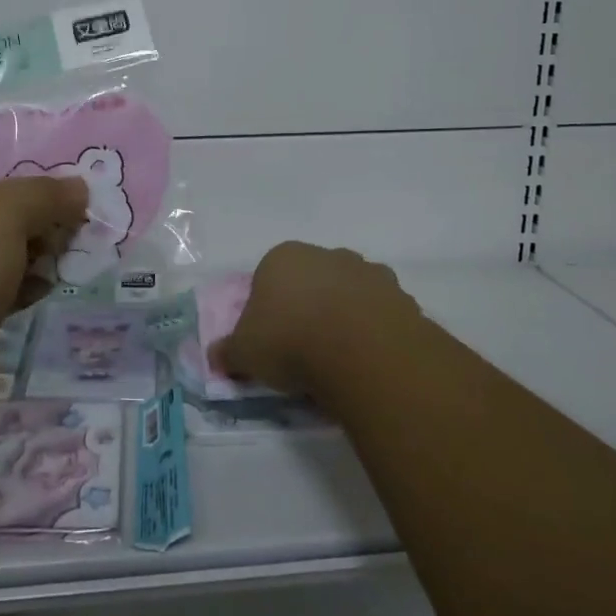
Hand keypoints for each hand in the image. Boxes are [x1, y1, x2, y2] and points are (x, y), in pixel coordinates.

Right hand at [209, 242, 420, 400]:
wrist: (361, 351)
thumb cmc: (291, 341)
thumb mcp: (245, 353)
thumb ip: (228, 352)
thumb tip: (216, 356)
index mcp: (284, 257)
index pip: (268, 277)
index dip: (267, 309)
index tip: (270, 340)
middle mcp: (327, 255)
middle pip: (311, 281)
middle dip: (308, 308)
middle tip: (304, 349)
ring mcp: (367, 272)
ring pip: (348, 293)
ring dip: (343, 317)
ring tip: (339, 359)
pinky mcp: (399, 296)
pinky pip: (379, 313)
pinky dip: (373, 331)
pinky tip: (366, 360)